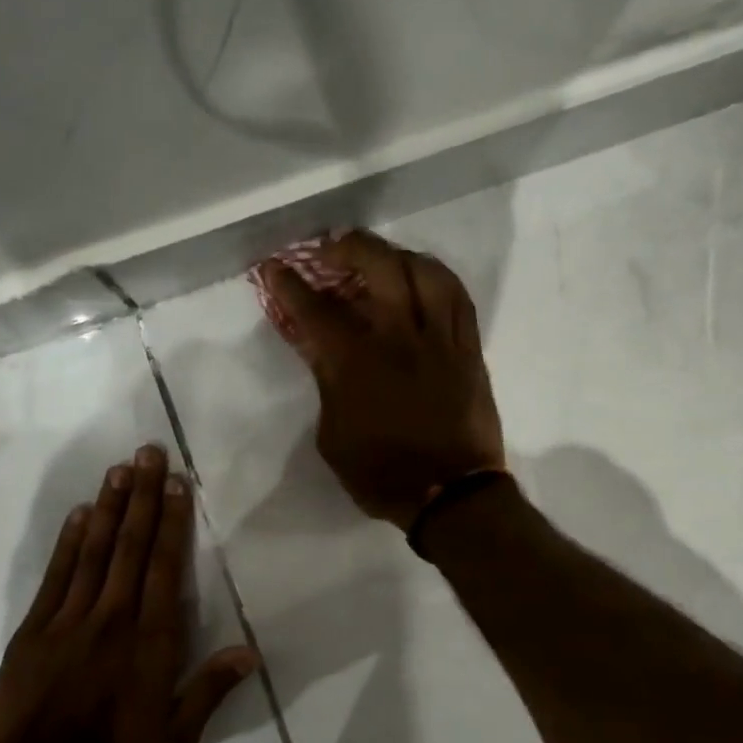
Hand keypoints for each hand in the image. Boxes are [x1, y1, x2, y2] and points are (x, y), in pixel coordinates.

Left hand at [0, 445, 259, 742]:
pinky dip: (68, 542)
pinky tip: (78, 514)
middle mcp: (112, 618)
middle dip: (142, 496)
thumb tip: (252, 652)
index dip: (172, 522)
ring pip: (93, 551)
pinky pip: (56, 576)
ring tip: (119, 469)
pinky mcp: (34, 630)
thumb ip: (210, 689)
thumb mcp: (175, 738)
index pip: (164, 567)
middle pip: (130, 546)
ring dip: (107, 507)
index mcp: (150, 641)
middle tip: (147, 452)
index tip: (176, 483)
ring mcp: (69, 620)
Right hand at [263, 231, 505, 528]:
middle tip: (330, 251)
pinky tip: (423, 278)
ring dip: (396, 254)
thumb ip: (326, 384)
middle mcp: (399, 338)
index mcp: (356, 363)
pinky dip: (437, 277)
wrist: (449, 494)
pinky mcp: (468, 349)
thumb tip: (321, 350)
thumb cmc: (381, 474)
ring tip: (381, 258)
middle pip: (378, 267)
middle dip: (348, 248)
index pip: (315, 310)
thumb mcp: (332, 436)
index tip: (274, 267)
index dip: (289, 283)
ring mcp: (439, 339)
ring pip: (424, 271)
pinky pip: (458, 297)